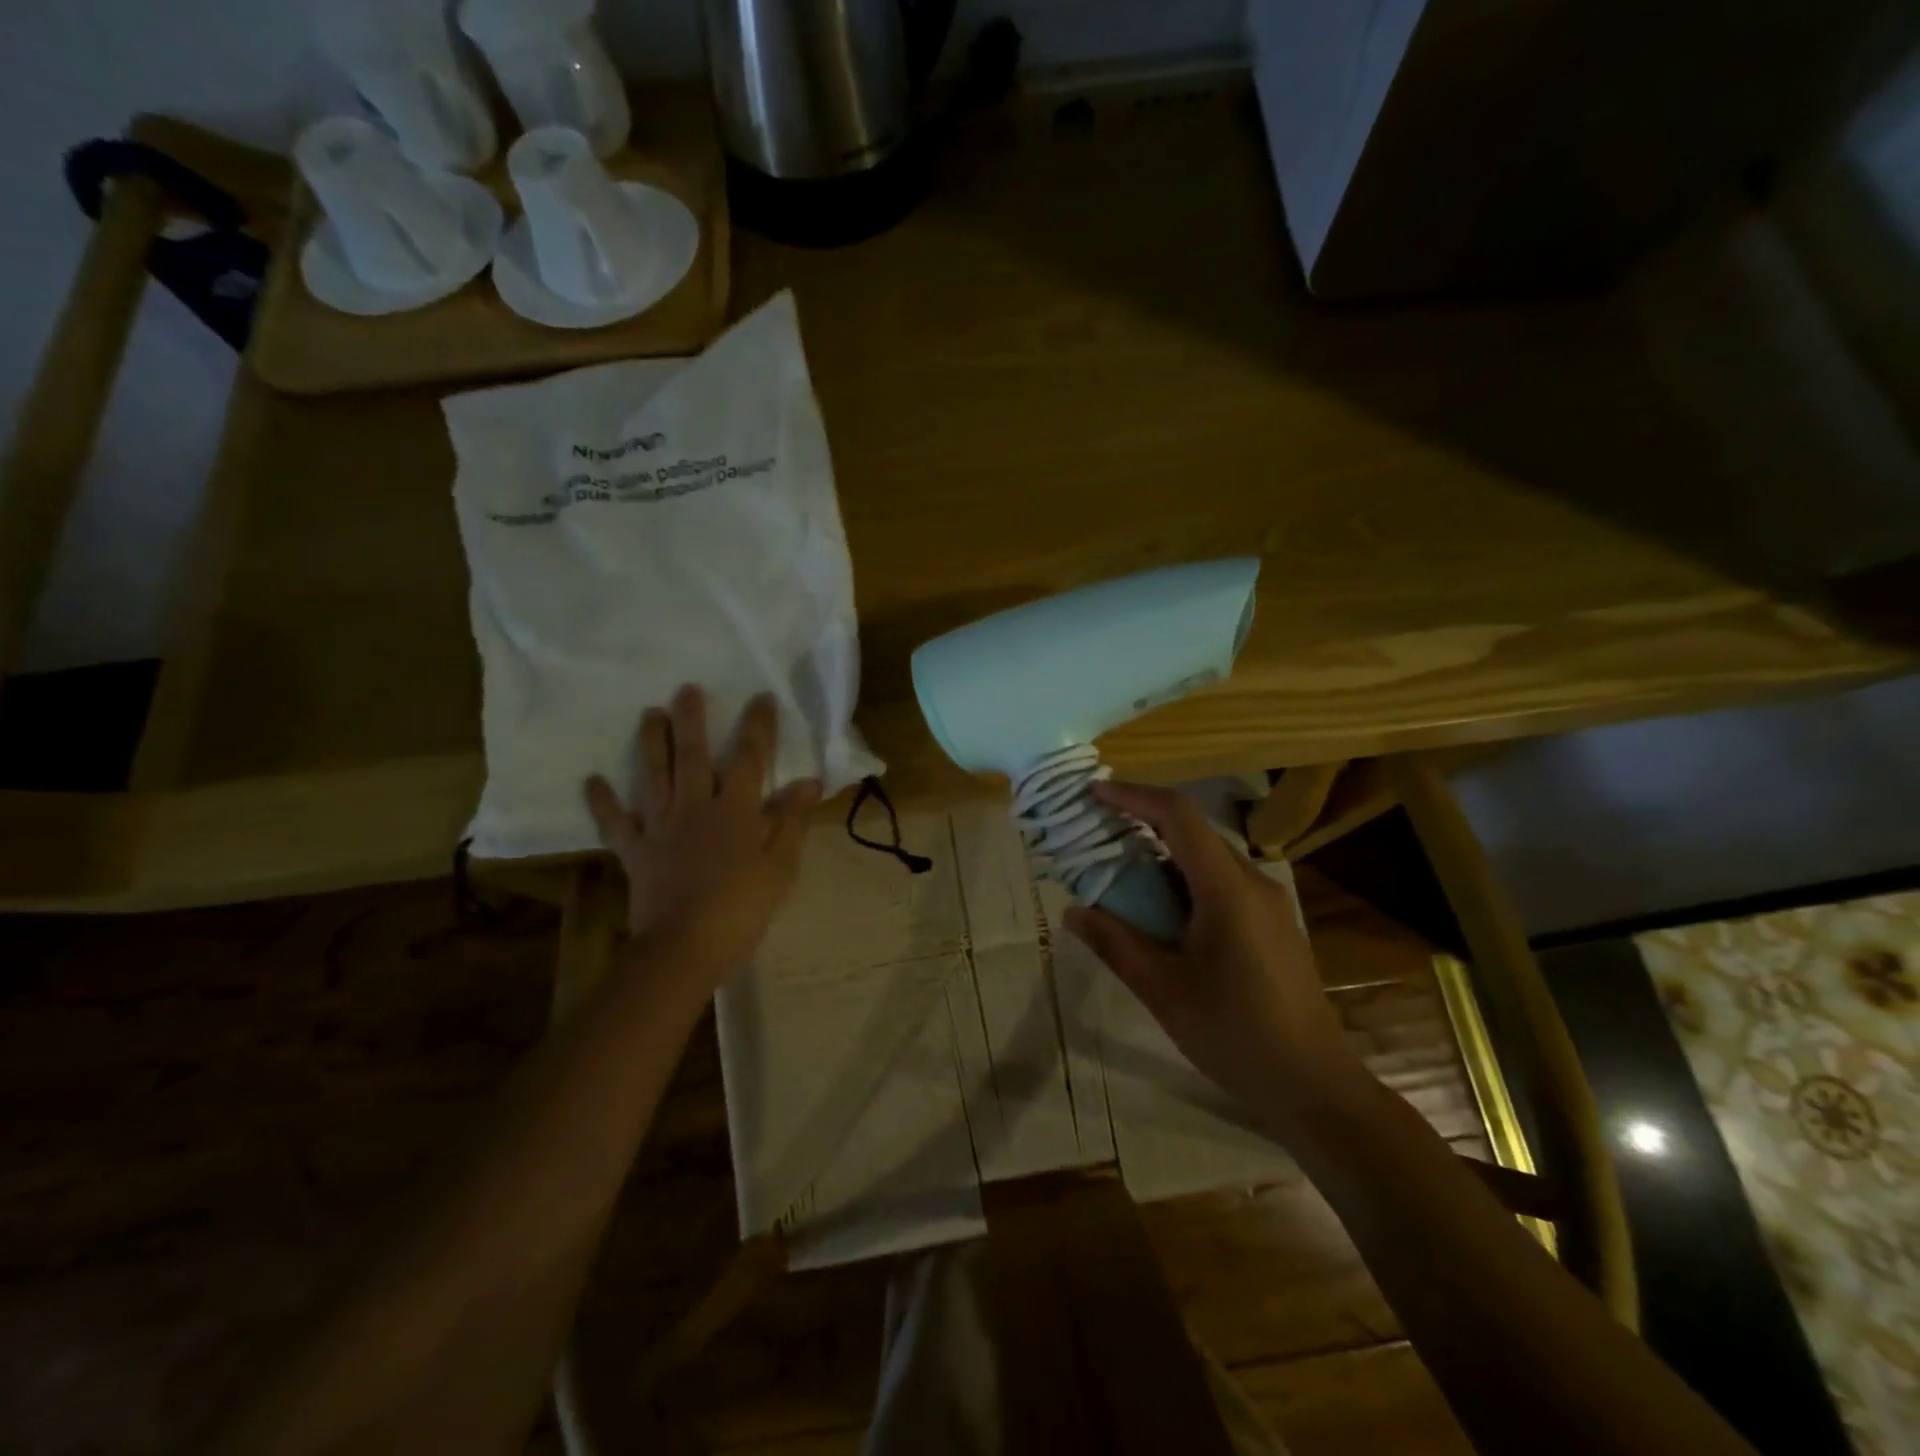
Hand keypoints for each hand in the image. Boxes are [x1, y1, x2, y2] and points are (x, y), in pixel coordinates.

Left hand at [585, 686, 821, 981]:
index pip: (749, 759)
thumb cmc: (741, 907)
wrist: (685, 948)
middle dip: (692, 721)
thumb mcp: (780, 865)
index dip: (757, 727)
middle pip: (693, 757)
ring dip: (652, 744)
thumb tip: (808, 781)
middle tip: (686, 689)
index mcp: (735, 811)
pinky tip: (592, 780)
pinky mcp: (635, 852)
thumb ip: (791, 820)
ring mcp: (660, 828)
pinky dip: (603, 802)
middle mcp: (695, 808)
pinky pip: (616, 823)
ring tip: (649, 714)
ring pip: (654, 777)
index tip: (761, 696)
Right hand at [1063, 781, 1364, 1119]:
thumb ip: (1115, 943)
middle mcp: (1253, 883)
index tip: (1094, 794)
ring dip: (1162, 853)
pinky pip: (1221, 881)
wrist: (1313, 1084)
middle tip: (1096, 833)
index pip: (1179, 816)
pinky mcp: (1272, 923)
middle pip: (1193, 831)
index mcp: (1227, 890)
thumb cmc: (1234, 1034)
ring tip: (1119, 870)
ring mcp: (1268, 902)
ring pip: (1207, 856)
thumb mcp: (1163, 990)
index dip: (1134, 797)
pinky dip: (1183, 878)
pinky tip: (1160, 908)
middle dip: (1142, 822)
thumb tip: (1072, 911)